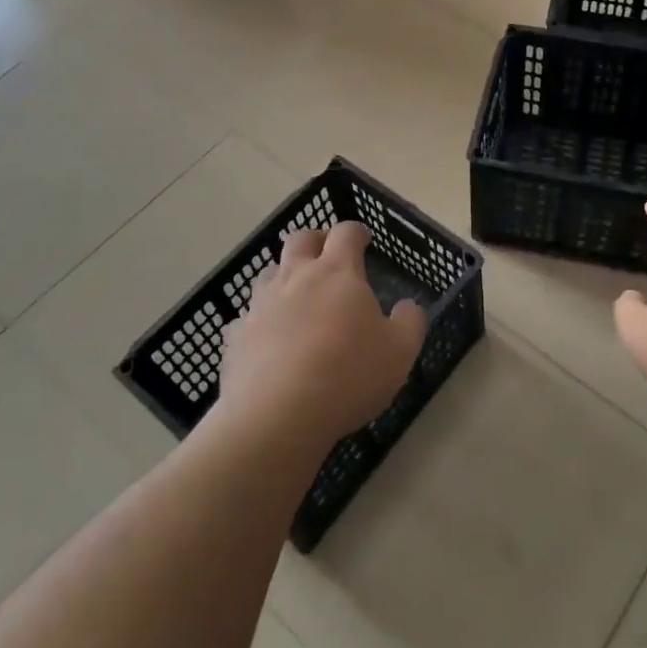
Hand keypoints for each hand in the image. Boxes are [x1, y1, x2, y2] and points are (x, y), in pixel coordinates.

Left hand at [220, 223, 425, 449]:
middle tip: (327, 257)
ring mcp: (261, 304)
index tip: (364, 240)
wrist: (276, 416)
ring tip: (297, 296)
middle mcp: (296, 277)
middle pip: (300, 240)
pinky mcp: (237, 335)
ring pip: (269, 272)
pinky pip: (248, 317)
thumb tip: (408, 306)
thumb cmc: (348, 375)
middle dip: (316, 241)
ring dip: (284, 275)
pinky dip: (260, 320)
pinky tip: (269, 340)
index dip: (356, 232)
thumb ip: (410, 322)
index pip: (346, 233)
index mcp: (337, 273)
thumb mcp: (400, 352)